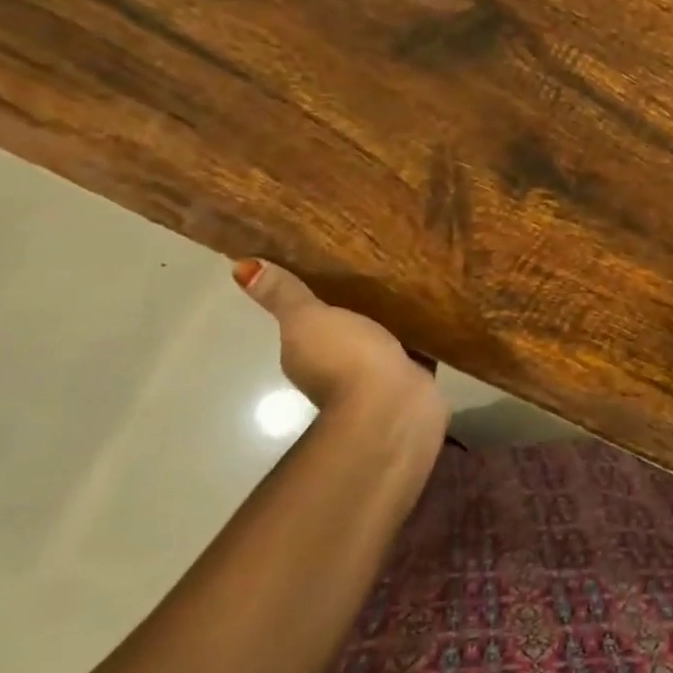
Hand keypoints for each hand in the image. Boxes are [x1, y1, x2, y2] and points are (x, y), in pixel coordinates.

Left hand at [233, 259, 446, 464]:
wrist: (391, 406)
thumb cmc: (344, 359)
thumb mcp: (307, 319)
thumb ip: (284, 295)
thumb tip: (239, 267)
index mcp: (304, 352)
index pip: (308, 321)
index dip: (320, 298)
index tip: (338, 268)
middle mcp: (335, 366)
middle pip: (348, 328)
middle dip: (362, 306)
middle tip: (381, 268)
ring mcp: (375, 374)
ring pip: (383, 338)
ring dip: (394, 320)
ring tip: (412, 283)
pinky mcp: (410, 377)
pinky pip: (415, 348)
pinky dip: (420, 334)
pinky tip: (433, 310)